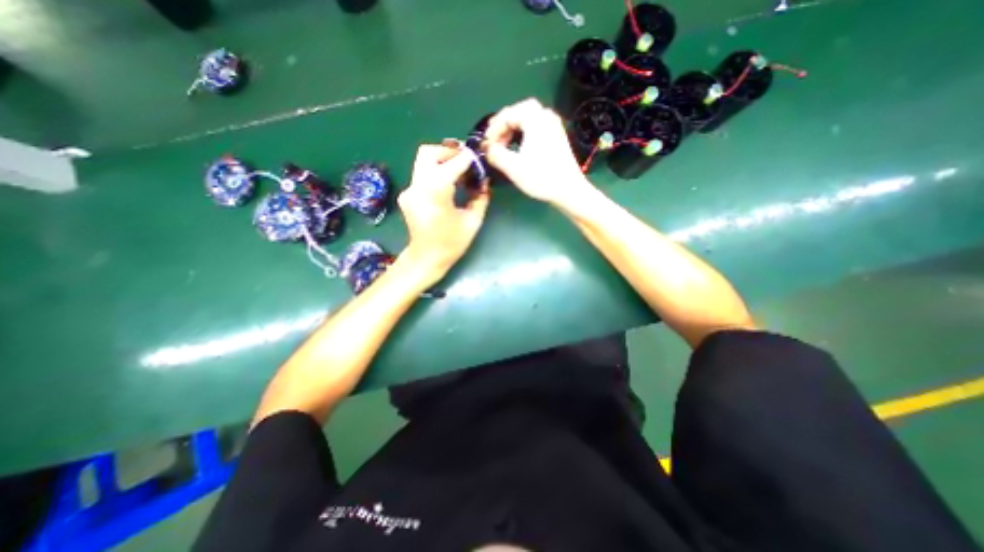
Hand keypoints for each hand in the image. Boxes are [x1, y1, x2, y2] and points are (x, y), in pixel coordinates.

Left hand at [397, 142, 488, 279]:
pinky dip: (436, 172)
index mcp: (435, 192)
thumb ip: (481, 198)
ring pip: (423, 161)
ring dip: (442, 160)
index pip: (452, 164)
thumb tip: (484, 182)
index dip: (466, 159)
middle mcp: (417, 186)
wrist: (426, 258)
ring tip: (459, 172)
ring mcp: (409, 190)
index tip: (478, 159)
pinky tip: (448, 185)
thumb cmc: (451, 243)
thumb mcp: (473, 222)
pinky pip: (422, 174)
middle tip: (465, 161)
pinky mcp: (407, 194)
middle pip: (428, 152)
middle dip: (448, 152)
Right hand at [483, 97, 591, 206]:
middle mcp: (546, 116)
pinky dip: (523, 133)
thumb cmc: (541, 177)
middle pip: (518, 111)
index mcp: (535, 118)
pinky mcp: (557, 137)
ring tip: (503, 146)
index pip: (507, 114)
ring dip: (513, 130)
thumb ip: (495, 154)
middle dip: (503, 125)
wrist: (568, 190)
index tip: (486, 145)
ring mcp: (553, 126)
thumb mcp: (513, 167)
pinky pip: (535, 127)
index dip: (493, 129)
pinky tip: (518, 148)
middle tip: (493, 141)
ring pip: (527, 119)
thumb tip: (485, 147)